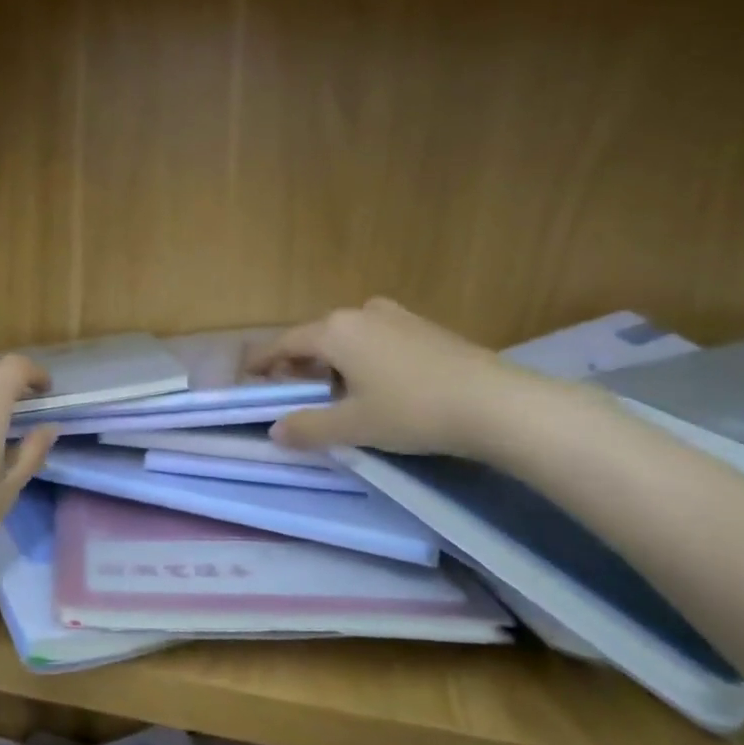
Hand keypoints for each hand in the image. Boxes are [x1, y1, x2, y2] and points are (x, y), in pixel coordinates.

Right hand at [250, 299, 533, 456]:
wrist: (495, 403)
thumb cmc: (412, 412)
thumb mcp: (353, 427)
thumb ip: (308, 428)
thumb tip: (275, 431)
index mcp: (335, 331)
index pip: (285, 344)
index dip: (264, 361)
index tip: (248, 374)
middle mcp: (361, 313)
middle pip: (316, 337)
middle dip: (299, 363)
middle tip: (291, 390)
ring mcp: (396, 315)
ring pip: (348, 337)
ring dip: (332, 360)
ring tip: (334, 390)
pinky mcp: (424, 326)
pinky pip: (376, 338)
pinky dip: (361, 356)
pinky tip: (375, 383)